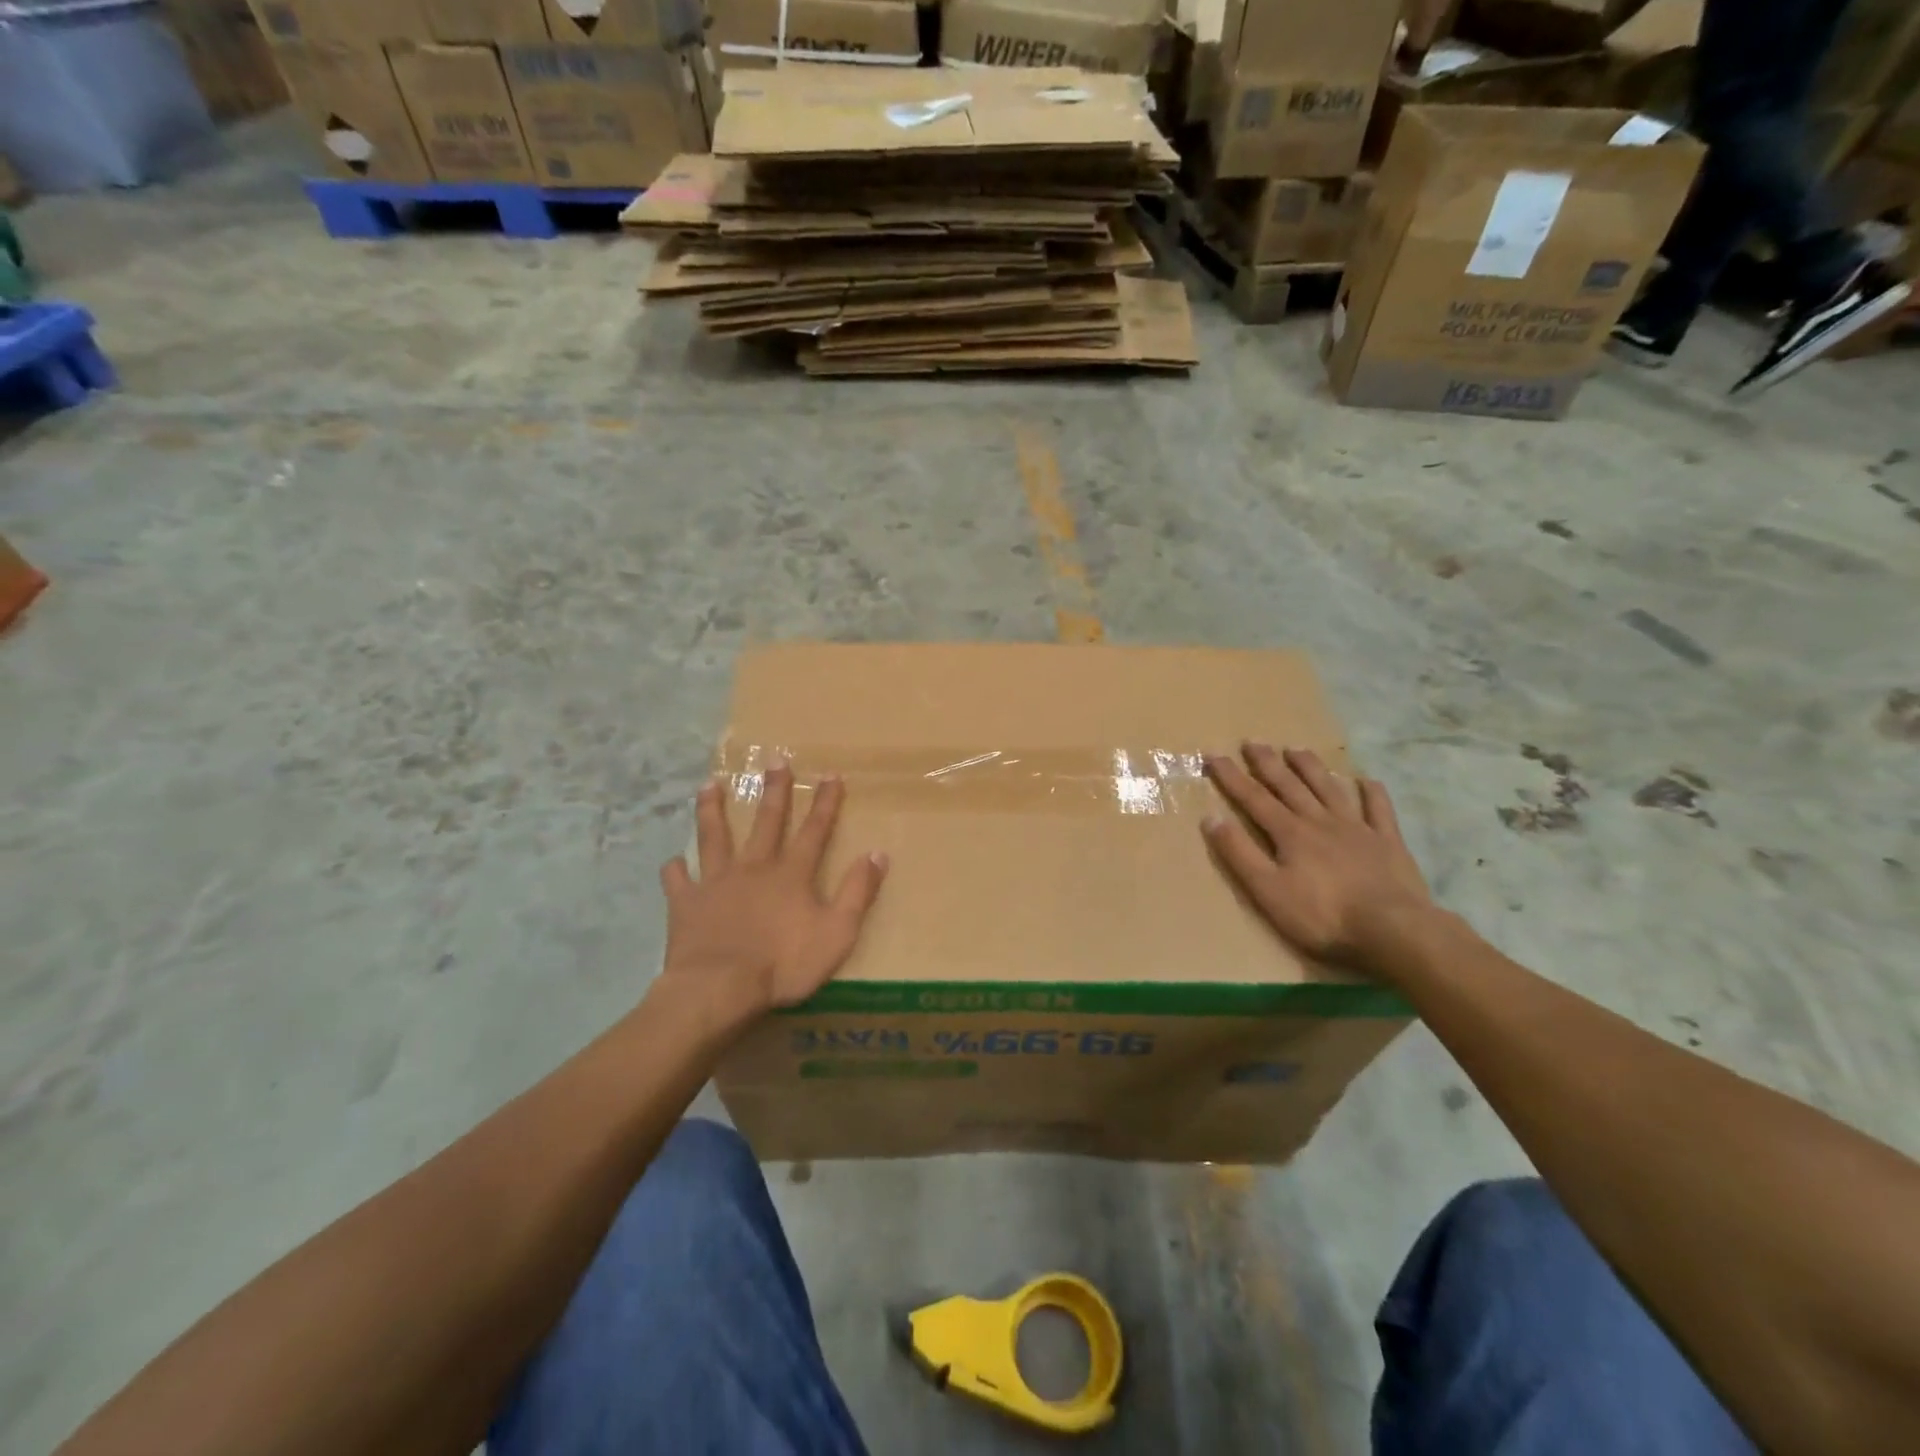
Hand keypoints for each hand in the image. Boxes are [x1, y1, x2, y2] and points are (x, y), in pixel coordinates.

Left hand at [658, 762, 888, 1019]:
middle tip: (774, 760)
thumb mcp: (837, 932)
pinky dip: (676, 871)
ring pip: (715, 837)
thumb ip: (857, 892)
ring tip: (710, 785)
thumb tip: (878, 854)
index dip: (825, 803)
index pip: (815, 830)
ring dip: (713, 811)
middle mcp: (755, 868)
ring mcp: (717, 883)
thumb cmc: (784, 964)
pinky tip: (674, 862)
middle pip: (767, 822)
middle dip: (774, 791)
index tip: (830, 774)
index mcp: (792, 874)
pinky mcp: (687, 904)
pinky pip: (679, 882)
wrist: (720, 988)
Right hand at [1203, 745, 1433, 977]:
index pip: (1253, 798)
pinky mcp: (1388, 842)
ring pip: (1329, 789)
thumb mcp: (1267, 890)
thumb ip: (1239, 853)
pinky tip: (1365, 780)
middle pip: (1289, 786)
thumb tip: (1211, 818)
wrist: (1392, 928)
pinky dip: (1371, 793)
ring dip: (1310, 768)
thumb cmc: (1323, 914)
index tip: (1213, 755)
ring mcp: (1357, 829)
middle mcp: (1320, 821)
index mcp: (1289, 833)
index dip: (1231, 776)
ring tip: (1296, 749)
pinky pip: (1379, 809)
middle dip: (1268, 763)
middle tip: (1252, 742)